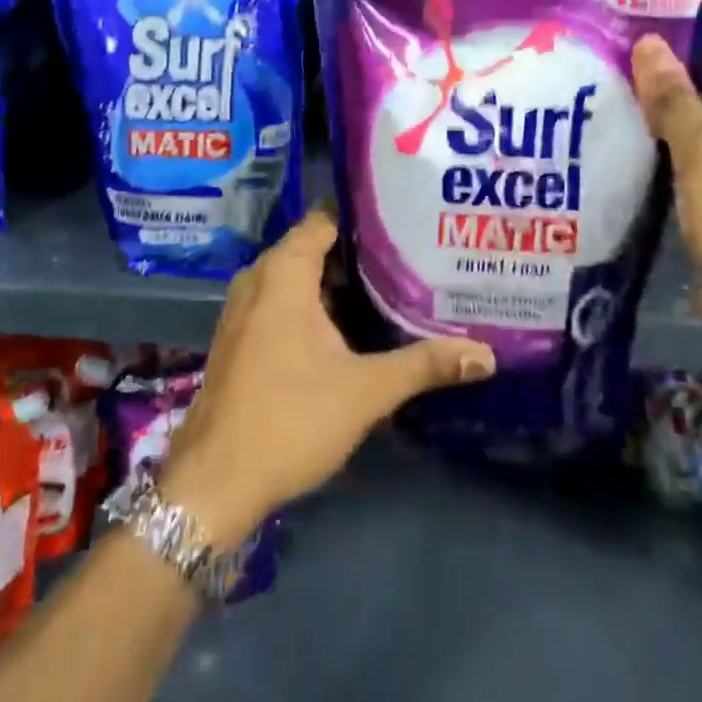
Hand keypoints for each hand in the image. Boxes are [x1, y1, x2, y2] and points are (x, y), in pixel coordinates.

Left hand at [159, 209, 494, 544]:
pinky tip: (349, 329)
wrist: (215, 483)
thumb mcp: (367, 390)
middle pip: (313, 248)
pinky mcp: (239, 339)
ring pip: (297, 280)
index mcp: (283, 274)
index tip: (406, 224)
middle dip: (359, 254)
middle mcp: (257, 280)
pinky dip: (313, 307)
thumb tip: (485, 355)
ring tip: (390, 289)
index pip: (324, 220)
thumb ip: (425, 364)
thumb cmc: (290, 420)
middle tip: (410, 259)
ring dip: (336, 284)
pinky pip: (281, 304)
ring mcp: (242, 311)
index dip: (364, 219)